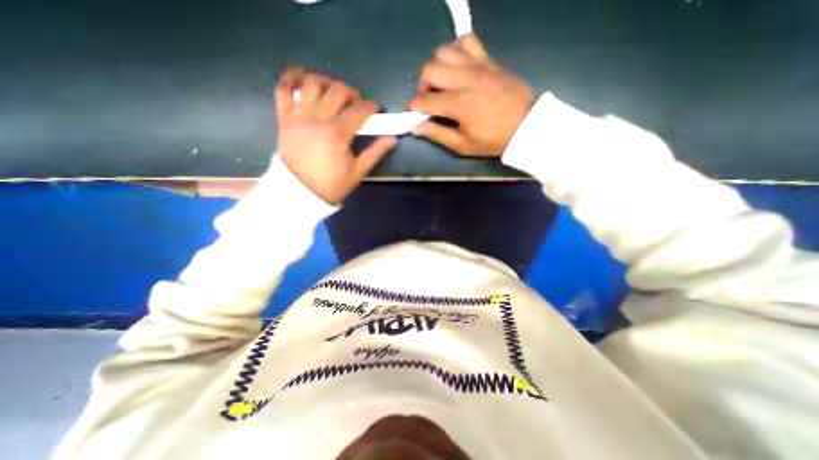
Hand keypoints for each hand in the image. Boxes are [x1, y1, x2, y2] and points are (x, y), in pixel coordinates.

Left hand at [274, 68, 398, 203]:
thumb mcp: (357, 172)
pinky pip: (284, 89)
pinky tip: (304, 83)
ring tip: (332, 94)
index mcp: (337, 133)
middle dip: (352, 93)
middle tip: (356, 104)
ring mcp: (298, 115)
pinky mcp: (284, 117)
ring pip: (312, 82)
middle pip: (338, 90)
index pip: (359, 110)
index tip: (376, 110)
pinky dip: (293, 79)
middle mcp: (317, 118)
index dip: (371, 106)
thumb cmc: (332, 184)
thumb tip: (392, 138)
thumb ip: (375, 152)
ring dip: (327, 82)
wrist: (300, 193)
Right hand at [410, 34, 538, 157]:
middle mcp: (465, 79)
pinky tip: (457, 67)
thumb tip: (416, 127)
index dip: (414, 107)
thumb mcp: (463, 145)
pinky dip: (456, 51)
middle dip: (422, 86)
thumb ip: (437, 134)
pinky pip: (466, 41)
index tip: (414, 113)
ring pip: (444, 51)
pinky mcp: (488, 60)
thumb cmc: (493, 140)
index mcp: (459, 104)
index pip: (425, 100)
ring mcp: (478, 65)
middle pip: (429, 69)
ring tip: (442, 84)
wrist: (526, 125)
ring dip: (436, 67)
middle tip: (429, 100)